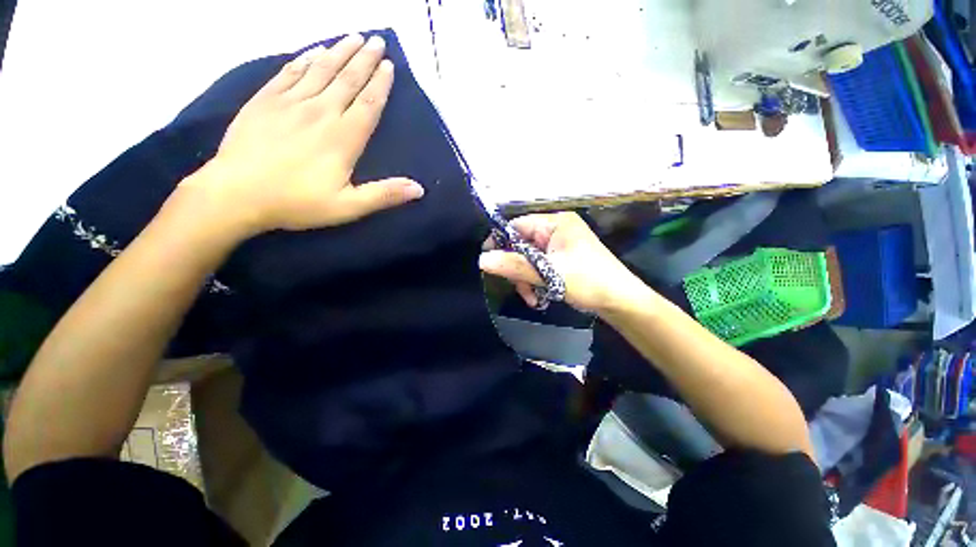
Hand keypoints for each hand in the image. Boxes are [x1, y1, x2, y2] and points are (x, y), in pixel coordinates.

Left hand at [181, 34, 423, 235]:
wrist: (236, 193)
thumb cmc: (297, 202)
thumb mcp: (348, 207)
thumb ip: (384, 195)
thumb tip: (419, 189)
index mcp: (343, 138)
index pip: (368, 104)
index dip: (381, 85)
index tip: (390, 66)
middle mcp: (320, 112)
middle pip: (347, 79)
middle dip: (364, 59)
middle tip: (377, 40)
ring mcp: (290, 102)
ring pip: (321, 69)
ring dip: (339, 51)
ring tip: (354, 37)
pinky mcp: (265, 100)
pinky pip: (289, 72)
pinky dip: (304, 59)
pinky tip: (314, 50)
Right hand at [478, 212, 647, 312]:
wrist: (621, 302)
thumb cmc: (588, 281)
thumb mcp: (548, 273)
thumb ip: (514, 265)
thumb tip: (482, 259)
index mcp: (555, 223)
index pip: (517, 226)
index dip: (500, 242)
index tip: (489, 262)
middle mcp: (556, 231)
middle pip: (521, 245)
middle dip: (517, 269)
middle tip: (519, 288)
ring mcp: (559, 246)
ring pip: (528, 259)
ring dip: (526, 279)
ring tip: (532, 298)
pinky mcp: (562, 260)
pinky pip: (539, 267)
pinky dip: (536, 282)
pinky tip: (540, 297)